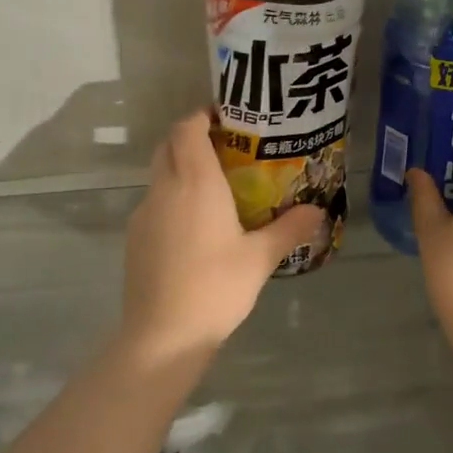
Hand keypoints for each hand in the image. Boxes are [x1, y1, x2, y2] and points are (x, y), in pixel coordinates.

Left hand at [123, 112, 324, 354]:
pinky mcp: (135, 238)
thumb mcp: (260, 258)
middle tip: (226, 150)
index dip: (202, 116)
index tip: (226, 118)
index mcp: (195, 183)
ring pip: (160, 175)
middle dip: (192, 138)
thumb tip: (317, 210)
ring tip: (215, 188)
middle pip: (169, 146)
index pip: (187, 129)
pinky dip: (173, 198)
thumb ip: (289, 229)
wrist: (162, 336)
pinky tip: (196, 227)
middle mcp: (165, 189)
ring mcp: (144, 214)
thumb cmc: (215, 287)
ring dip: (181, 169)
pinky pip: (155, 203)